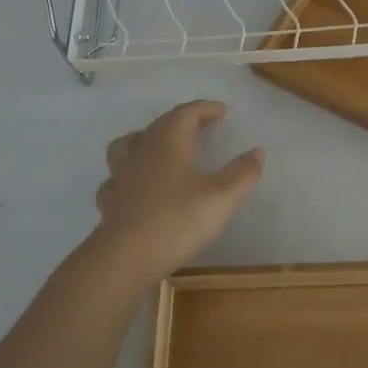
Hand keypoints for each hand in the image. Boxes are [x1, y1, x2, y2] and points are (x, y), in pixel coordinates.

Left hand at [88, 100, 263, 287]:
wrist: (126, 258)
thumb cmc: (178, 220)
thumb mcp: (222, 197)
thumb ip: (242, 173)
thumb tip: (258, 151)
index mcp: (168, 143)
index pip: (186, 113)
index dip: (204, 109)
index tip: (222, 111)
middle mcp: (141, 152)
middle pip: (159, 125)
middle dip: (181, 120)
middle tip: (199, 125)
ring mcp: (120, 177)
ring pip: (127, 146)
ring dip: (145, 140)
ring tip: (158, 147)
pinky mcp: (109, 202)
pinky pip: (116, 179)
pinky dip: (128, 175)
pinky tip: (135, 187)